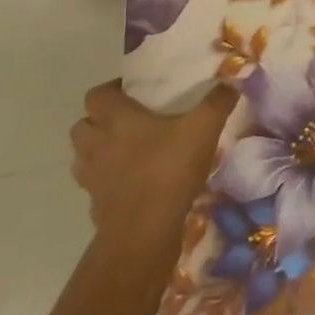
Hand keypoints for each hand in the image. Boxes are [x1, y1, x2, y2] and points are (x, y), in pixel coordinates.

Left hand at [70, 80, 236, 244]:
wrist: (143, 235)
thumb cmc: (168, 170)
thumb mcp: (203, 129)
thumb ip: (217, 102)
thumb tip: (233, 79)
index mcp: (116, 119)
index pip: (96, 95)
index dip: (110, 90)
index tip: (132, 92)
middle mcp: (96, 145)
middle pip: (81, 126)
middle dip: (98, 122)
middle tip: (126, 121)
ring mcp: (92, 179)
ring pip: (83, 157)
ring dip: (97, 152)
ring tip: (124, 152)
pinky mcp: (95, 207)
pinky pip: (95, 187)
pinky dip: (107, 183)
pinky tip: (131, 185)